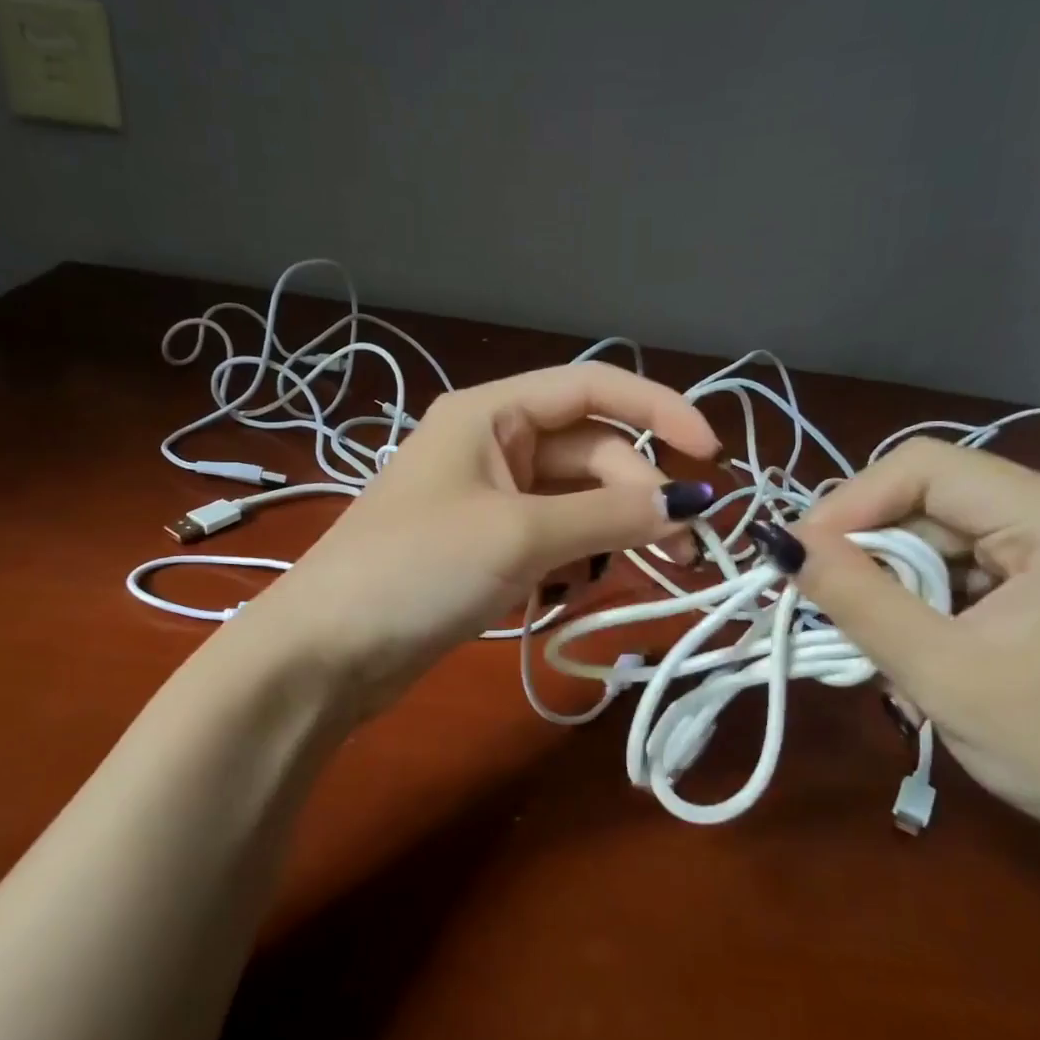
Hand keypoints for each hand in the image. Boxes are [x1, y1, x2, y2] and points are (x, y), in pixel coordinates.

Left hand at [241, 364, 719, 711]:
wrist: (328, 652)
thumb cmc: (416, 570)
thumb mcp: (520, 534)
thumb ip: (609, 514)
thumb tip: (689, 502)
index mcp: (490, 414)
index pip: (592, 388)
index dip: (659, 410)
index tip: (711, 455)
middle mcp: (492, 445)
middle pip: (590, 452)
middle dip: (640, 493)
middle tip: (684, 549)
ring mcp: (488, 498)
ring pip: (576, 499)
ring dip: (618, 527)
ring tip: (660, 569)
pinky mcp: (486, 546)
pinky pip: (554, 535)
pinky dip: (582, 554)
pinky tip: (593, 583)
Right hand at [787, 437, 1039, 860]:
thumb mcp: (938, 670)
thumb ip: (854, 596)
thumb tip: (779, 541)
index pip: (927, 468)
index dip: (850, 503)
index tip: (799, 556)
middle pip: (930, 499)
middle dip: (869, 550)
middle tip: (818, 599)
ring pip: (936, 531)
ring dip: (889, 579)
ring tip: (866, 634)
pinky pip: (958, 561)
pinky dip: (918, 595)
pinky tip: (908, 639)